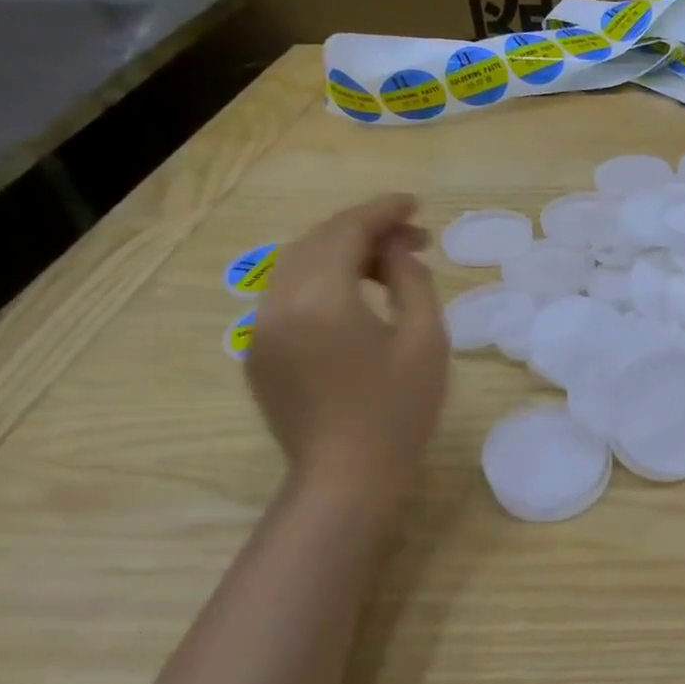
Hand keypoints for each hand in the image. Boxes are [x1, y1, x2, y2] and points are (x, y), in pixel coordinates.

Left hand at [247, 195, 448, 497]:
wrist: (347, 478)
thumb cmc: (398, 410)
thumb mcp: (425, 340)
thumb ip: (412, 281)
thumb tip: (396, 251)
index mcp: (318, 299)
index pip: (346, 231)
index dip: (383, 212)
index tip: (416, 205)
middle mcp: (277, 304)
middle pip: (317, 242)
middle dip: (365, 232)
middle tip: (414, 240)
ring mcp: (261, 330)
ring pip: (298, 267)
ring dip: (343, 255)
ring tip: (390, 267)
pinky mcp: (259, 353)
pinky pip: (288, 296)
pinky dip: (323, 282)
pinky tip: (357, 298)